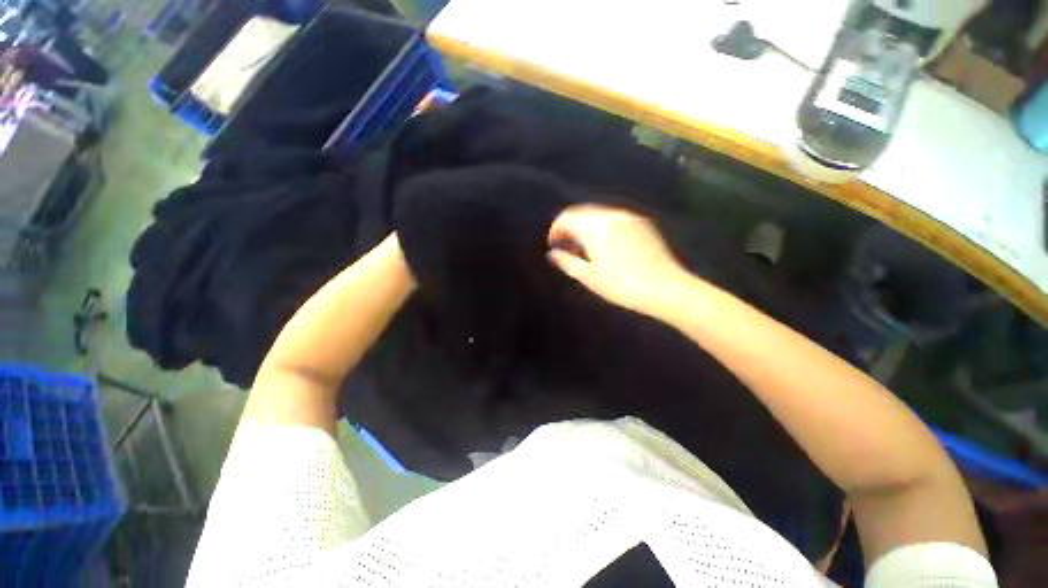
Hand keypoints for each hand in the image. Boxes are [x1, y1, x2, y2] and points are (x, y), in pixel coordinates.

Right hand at [547, 205, 688, 316]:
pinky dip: (603, 228)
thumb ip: (567, 262)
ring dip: (586, 228)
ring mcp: (629, 217)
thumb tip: (552, 254)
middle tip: (568, 250)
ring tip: (586, 250)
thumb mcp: (590, 277)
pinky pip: (614, 219)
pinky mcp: (643, 223)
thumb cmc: (622, 285)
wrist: (666, 289)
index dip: (556, 230)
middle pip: (582, 213)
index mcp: (595, 226)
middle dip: (570, 229)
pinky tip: (606, 247)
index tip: (554, 246)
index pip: (566, 218)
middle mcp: (611, 214)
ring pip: (598, 215)